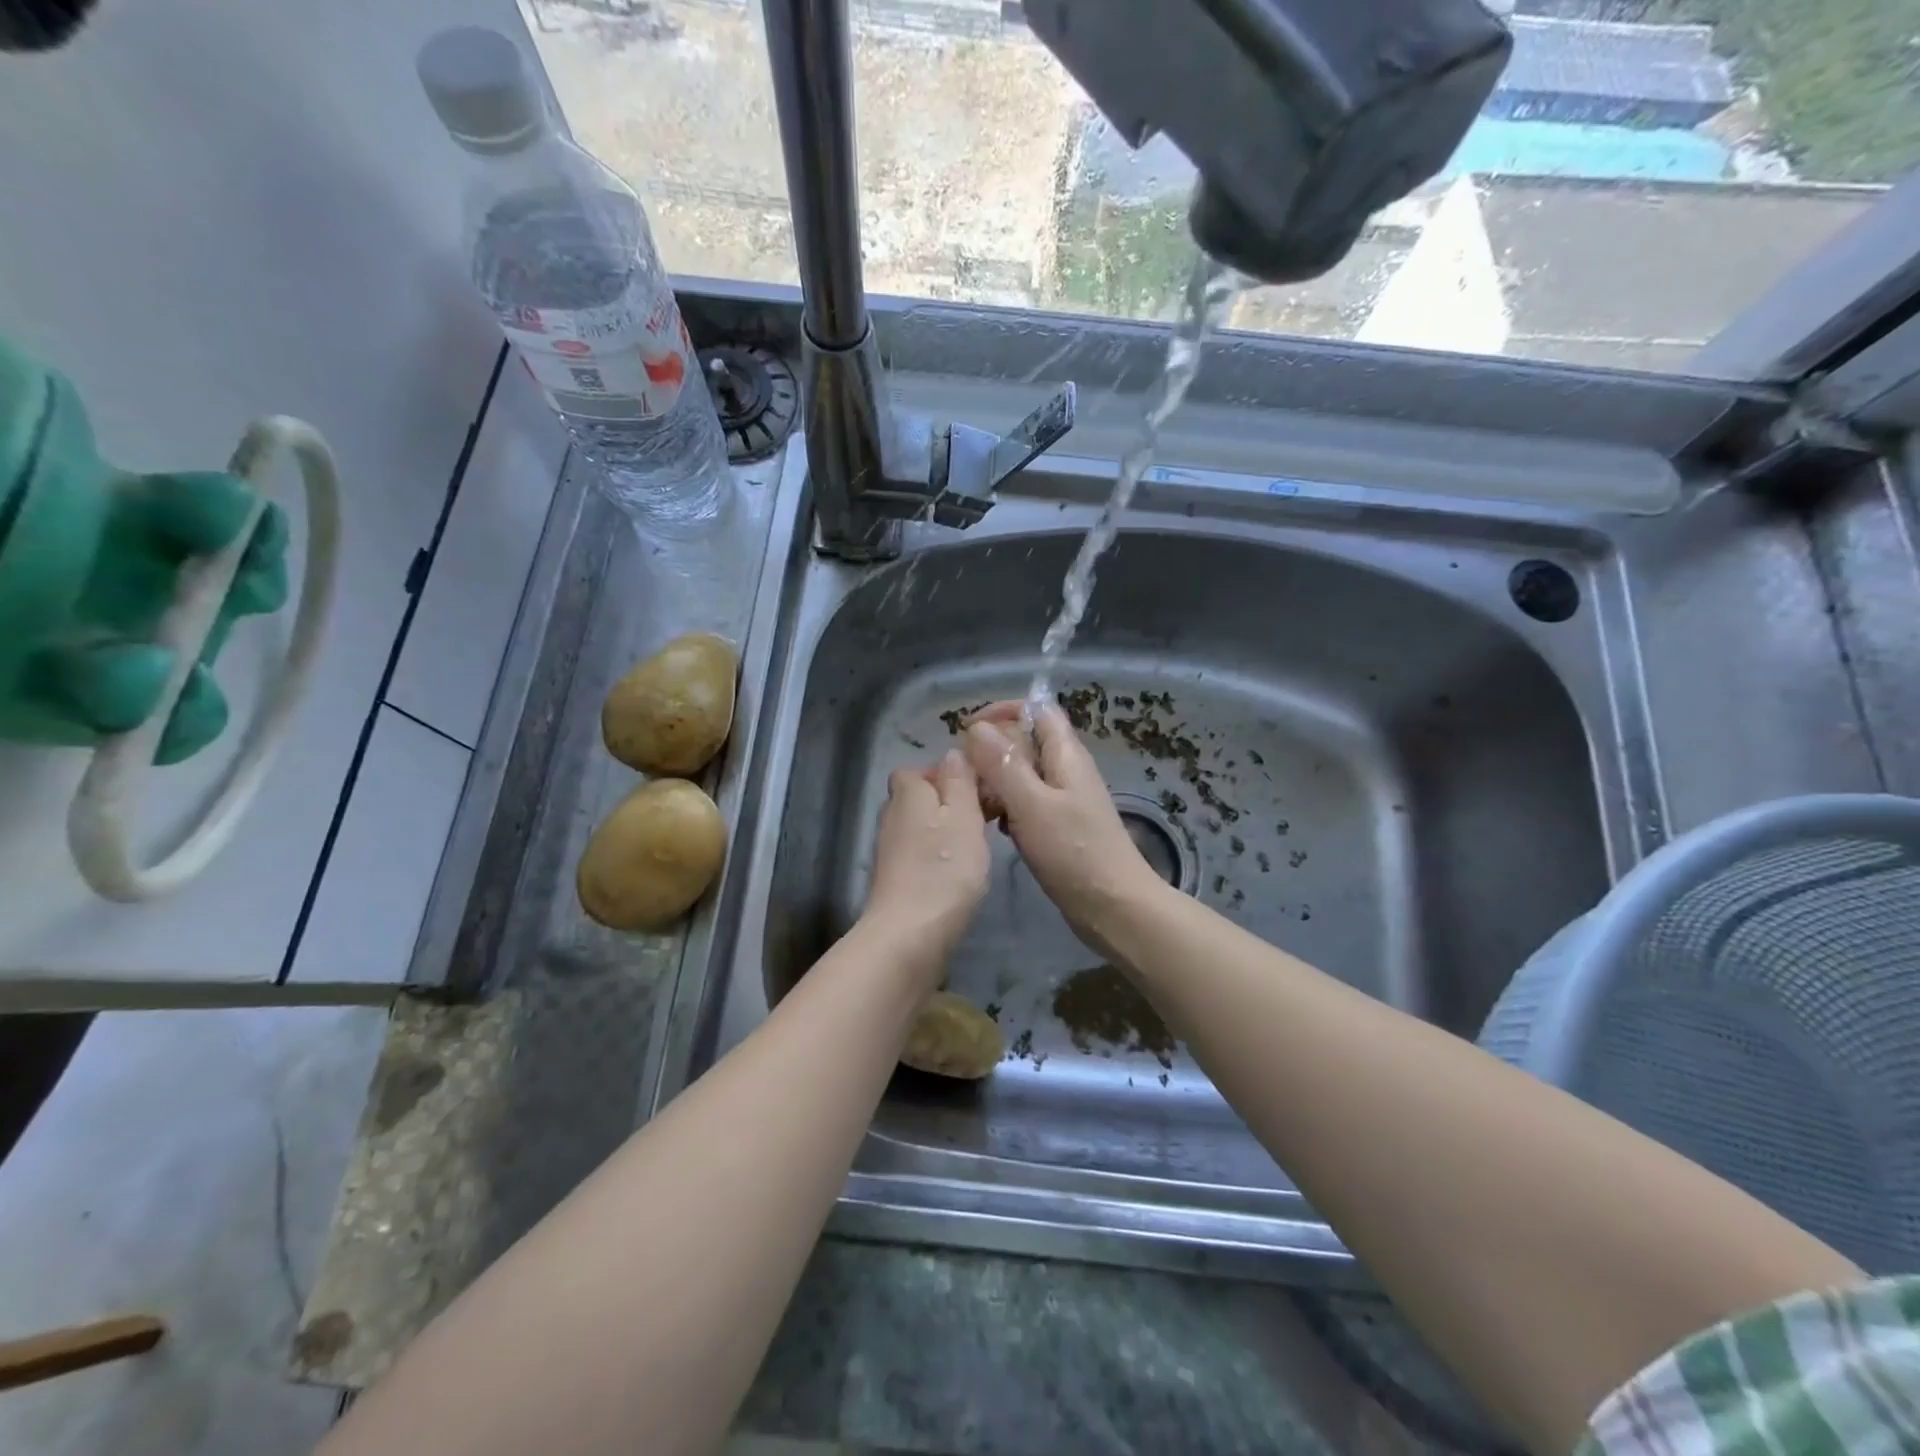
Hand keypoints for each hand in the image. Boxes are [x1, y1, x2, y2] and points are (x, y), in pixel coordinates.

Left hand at [861, 749, 990, 978]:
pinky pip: (919, 855)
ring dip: (945, 833)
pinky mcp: (894, 880)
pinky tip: (958, 876)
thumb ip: (960, 781)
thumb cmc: (944, 868)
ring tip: (976, 849)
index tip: (977, 791)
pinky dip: (936, 859)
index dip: (946, 775)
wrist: (909, 935)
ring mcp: (889, 850)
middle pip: (920, 798)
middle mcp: (891, 816)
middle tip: (983, 820)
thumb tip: (952, 753)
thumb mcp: (964, 815)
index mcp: (908, 793)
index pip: (918, 770)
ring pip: (921, 828)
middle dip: (949, 804)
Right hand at [962, 702, 1165, 957]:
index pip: (1036, 709)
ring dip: (996, 781)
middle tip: (964, 775)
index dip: (1002, 711)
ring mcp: (1064, 798)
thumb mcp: (1031, 805)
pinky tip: (994, 827)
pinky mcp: (1059, 824)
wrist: (1113, 907)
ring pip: (1022, 774)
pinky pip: (1026, 801)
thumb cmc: (1073, 852)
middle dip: (991, 750)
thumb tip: (976, 727)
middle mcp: (1066, 769)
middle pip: (1025, 740)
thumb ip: (1003, 764)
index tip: (968, 731)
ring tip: (973, 803)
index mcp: (1066, 754)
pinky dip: (1006, 806)